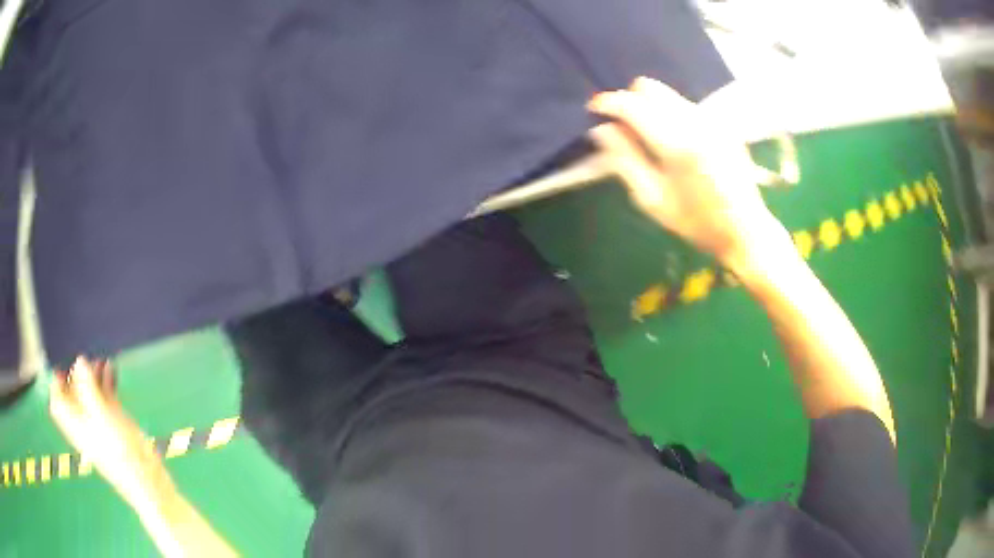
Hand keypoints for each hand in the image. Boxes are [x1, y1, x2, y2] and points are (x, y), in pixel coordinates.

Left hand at [49, 357, 172, 511]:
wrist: (147, 480)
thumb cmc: (120, 453)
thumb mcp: (102, 418)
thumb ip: (88, 389)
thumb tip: (79, 361)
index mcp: (75, 425)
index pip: (58, 401)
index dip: (56, 383)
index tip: (61, 364)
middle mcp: (84, 421)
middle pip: (73, 392)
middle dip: (76, 373)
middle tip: (84, 357)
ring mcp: (99, 421)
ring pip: (90, 392)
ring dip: (93, 374)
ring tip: (99, 359)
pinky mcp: (114, 421)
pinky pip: (105, 395)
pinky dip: (106, 380)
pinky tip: (111, 368)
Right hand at [587, 77, 788, 271]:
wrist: (746, 230)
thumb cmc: (697, 223)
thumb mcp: (653, 199)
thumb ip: (625, 160)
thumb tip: (602, 129)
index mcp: (676, 144)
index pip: (632, 105)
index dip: (608, 103)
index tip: (594, 110)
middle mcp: (695, 122)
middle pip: (650, 88)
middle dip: (630, 100)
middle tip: (624, 126)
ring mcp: (712, 120)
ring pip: (669, 95)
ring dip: (652, 108)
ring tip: (650, 137)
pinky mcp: (723, 124)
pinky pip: (687, 107)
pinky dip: (672, 116)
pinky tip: (677, 144)